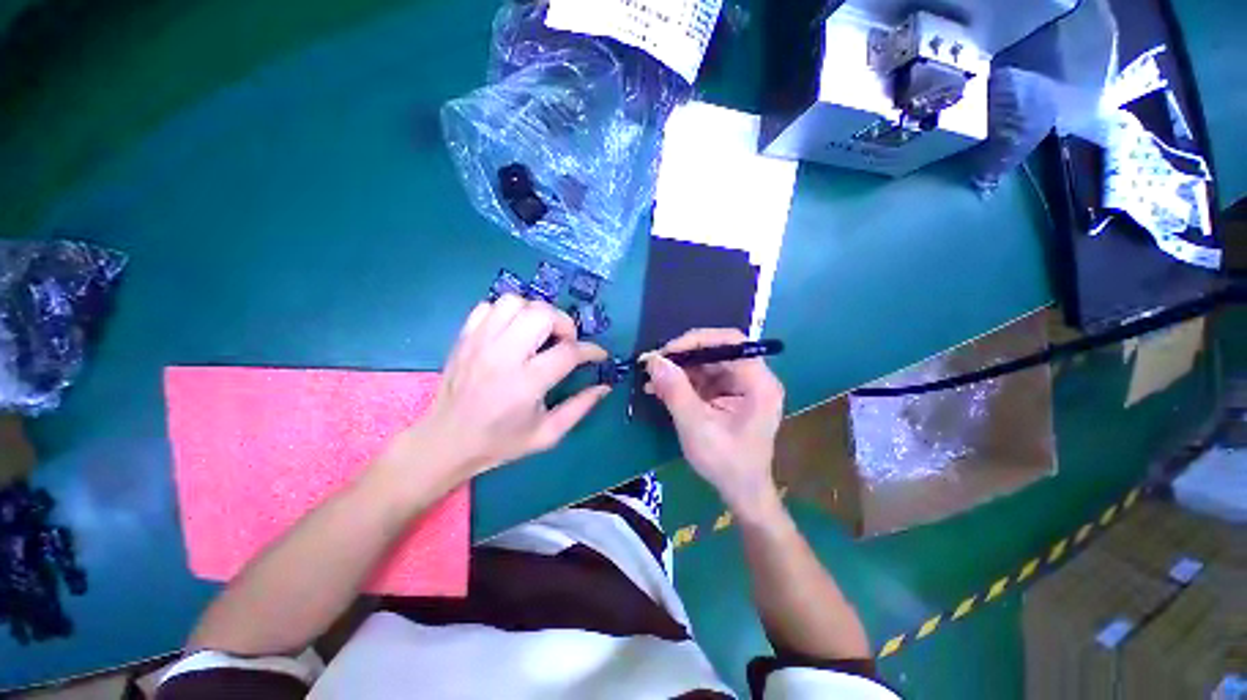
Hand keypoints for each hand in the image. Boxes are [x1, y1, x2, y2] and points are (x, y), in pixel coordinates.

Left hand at [405, 295, 609, 479]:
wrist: (445, 442)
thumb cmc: (499, 442)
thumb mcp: (547, 434)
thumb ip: (579, 408)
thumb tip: (604, 387)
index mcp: (526, 383)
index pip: (569, 351)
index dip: (591, 350)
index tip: (598, 355)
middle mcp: (503, 355)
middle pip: (542, 314)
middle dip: (564, 324)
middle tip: (565, 343)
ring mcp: (480, 342)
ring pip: (515, 302)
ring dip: (535, 313)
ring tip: (539, 334)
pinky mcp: (464, 337)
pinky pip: (489, 306)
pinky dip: (507, 313)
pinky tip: (512, 332)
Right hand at [643, 328, 784, 517]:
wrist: (741, 492)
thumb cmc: (725, 462)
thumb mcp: (696, 426)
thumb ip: (675, 390)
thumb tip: (654, 360)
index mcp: (758, 382)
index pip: (730, 342)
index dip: (697, 341)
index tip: (666, 353)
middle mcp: (753, 378)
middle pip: (716, 351)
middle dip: (682, 358)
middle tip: (652, 366)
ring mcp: (740, 386)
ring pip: (705, 364)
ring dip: (677, 371)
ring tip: (651, 381)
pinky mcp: (728, 395)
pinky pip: (703, 378)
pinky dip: (681, 382)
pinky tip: (660, 390)